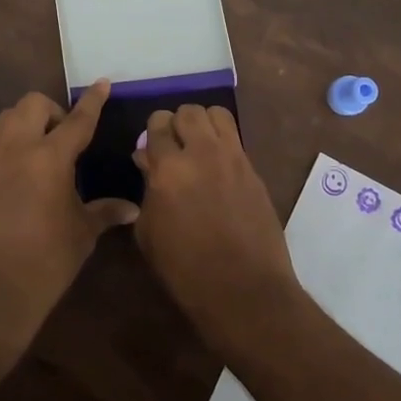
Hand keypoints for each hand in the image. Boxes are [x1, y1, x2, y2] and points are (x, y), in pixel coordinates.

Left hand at [0, 81, 138, 360]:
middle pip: (32, 104)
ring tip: (42, 152)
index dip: (92, 101)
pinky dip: (10, 145)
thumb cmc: (44, 263)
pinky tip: (20, 175)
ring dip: (27, 123)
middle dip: (52, 111)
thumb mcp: (81, 235)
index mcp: (49, 158)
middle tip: (65, 138)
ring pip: (6, 119)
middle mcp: (15, 149)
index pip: (76, 120)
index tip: (101, 83)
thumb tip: (132, 208)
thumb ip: (104, 212)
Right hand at [133, 104, 302, 357]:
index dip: (151, 132)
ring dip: (203, 124)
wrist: (243, 289)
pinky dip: (223, 142)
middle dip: (177, 123)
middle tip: (174, 146)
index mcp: (168, 168)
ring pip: (217, 114)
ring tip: (199, 146)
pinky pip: (236, 138)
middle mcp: (202, 152)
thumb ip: (147, 188)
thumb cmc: (185, 269)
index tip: (151, 148)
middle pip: (188, 111)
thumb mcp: (149, 232)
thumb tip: (147, 161)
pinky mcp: (254, 169)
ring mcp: (233, 158)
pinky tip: (218, 166)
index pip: (157, 124)